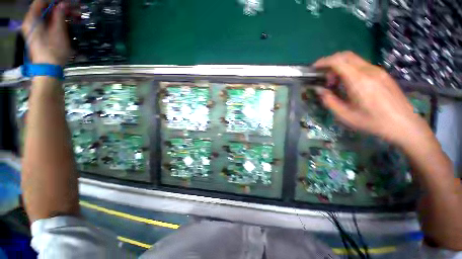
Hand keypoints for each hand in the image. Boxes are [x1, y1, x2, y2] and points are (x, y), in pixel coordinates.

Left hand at [21, 0, 70, 65]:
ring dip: (61, 15)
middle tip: (75, 10)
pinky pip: (48, 23)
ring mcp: (35, 29)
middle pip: (45, 8)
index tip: (67, 3)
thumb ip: (59, 15)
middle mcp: (31, 22)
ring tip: (75, 17)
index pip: (41, 2)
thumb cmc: (53, 50)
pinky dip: (58, 21)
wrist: (49, 69)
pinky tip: (68, 23)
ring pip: (48, 16)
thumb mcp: (58, 31)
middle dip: (60, 7)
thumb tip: (63, 4)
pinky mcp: (39, 35)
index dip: (55, 0)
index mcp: (32, 19)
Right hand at [314, 51, 432, 148]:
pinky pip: (362, 66)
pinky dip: (350, 70)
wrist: (404, 124)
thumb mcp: (344, 115)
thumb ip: (329, 100)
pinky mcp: (382, 74)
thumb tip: (319, 90)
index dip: (323, 62)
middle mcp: (369, 71)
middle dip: (331, 62)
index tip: (314, 68)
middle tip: (324, 77)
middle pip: (346, 56)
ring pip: (354, 60)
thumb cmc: (372, 122)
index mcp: (359, 81)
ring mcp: (378, 71)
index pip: (338, 62)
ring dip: (340, 68)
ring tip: (335, 84)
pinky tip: (349, 85)